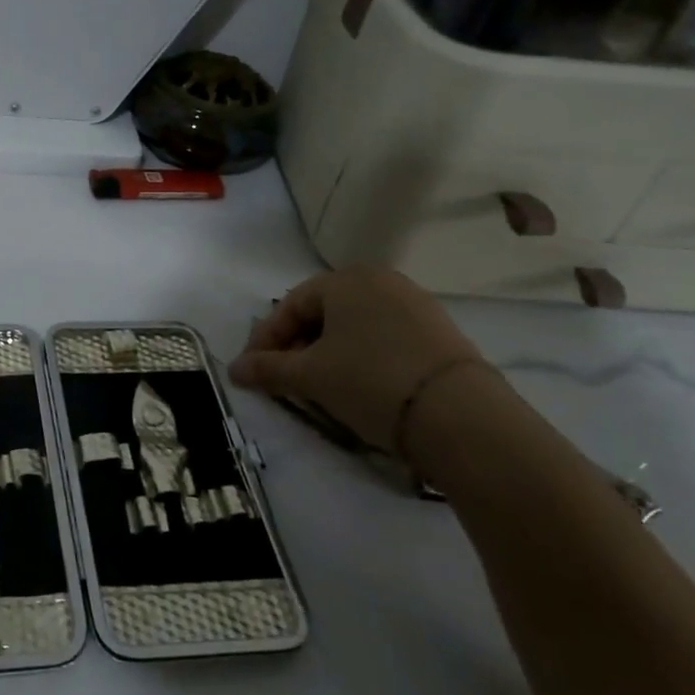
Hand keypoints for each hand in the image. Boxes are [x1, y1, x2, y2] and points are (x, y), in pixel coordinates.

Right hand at [228, 267, 486, 449]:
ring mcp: (414, 303)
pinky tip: (358, 384)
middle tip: (284, 378)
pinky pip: (383, 337)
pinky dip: (361, 356)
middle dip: (297, 345)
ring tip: (318, 385)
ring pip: (353, 325)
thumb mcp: (310, 377)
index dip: (266, 339)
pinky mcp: (438, 331)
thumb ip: (268, 369)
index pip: (290, 306)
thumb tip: (234, 369)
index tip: (252, 370)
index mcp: (345, 279)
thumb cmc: (370, 381)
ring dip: (327, 352)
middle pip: (323, 312)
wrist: (460, 416)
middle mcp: (380, 280)